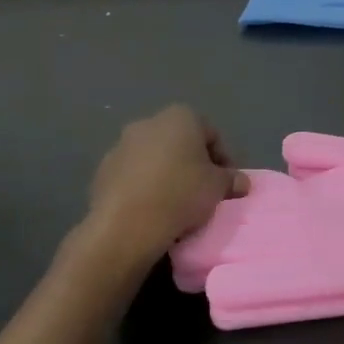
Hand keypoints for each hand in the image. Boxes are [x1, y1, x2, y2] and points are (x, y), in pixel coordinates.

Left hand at [68, 106, 247, 279]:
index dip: (223, 159)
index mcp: (180, 117)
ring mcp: (120, 146)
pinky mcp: (102, 171)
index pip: (211, 134)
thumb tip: (241, 182)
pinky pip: (132, 175)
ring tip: (175, 203)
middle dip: (192, 163)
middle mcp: (148, 123)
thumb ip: (232, 180)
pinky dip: (143, 187)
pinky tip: (151, 209)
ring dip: (166, 174)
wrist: (126, 226)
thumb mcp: (218, 188)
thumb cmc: (181, 194)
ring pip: (153, 158)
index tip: (225, 183)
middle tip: (202, 191)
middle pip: (180, 142)